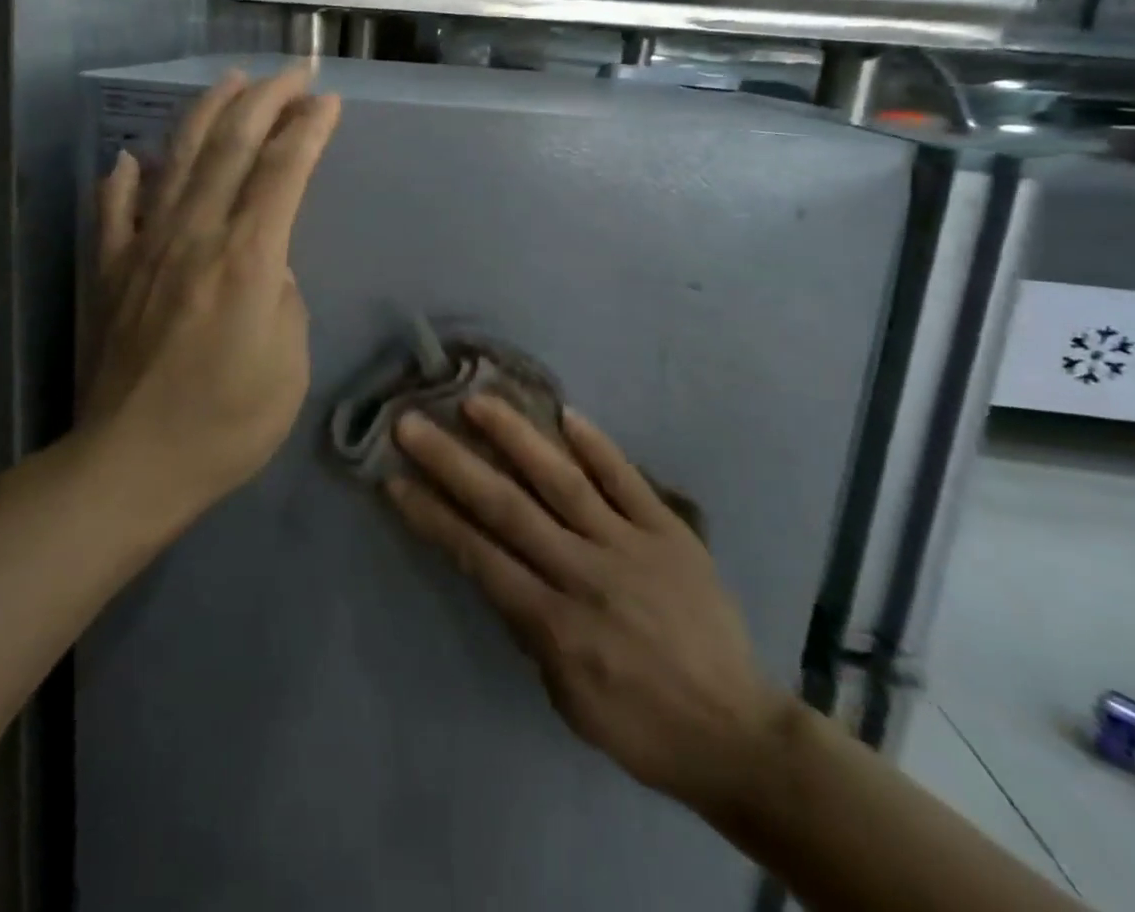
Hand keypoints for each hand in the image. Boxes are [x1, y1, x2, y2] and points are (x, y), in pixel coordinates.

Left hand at [81, 66, 340, 513]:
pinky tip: (134, 159)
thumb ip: (283, 298)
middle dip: (266, 101)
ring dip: (207, 114)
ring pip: (177, 160)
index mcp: (247, 259)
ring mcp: (145, 248)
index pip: (283, 172)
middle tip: (292, 73)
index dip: (308, 130)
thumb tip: (266, 263)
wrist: (131, 464)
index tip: (327, 100)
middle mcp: (194, 236)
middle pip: (232, 148)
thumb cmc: (226, 424)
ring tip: (230, 82)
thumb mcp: (288, 365)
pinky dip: (126, 179)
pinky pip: (116, 210)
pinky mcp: (110, 270)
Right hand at [386, 396, 790, 815]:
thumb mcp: (567, 697)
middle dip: (454, 463)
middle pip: (508, 508)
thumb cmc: (641, 725)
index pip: (479, 556)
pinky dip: (598, 447)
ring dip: (516, 438)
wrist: (740, 734)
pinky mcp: (670, 532)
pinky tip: (567, 413)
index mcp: (554, 623)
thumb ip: (529, 628)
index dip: (433, 517)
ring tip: (479, 401)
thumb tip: (499, 568)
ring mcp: (629, 546)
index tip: (394, 479)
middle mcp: (584, 573)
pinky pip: (628, 481)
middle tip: (413, 423)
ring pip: (563, 481)